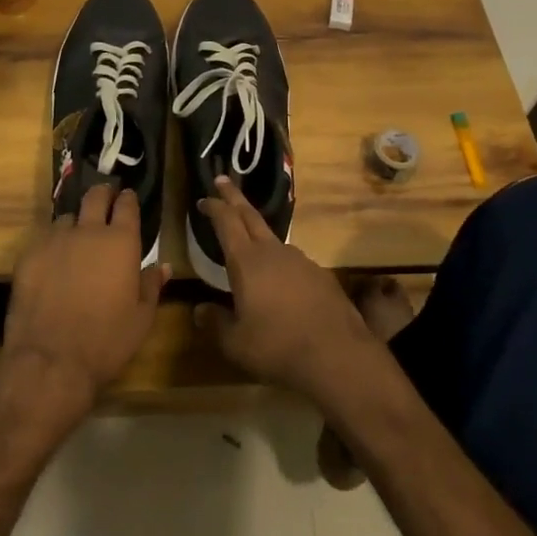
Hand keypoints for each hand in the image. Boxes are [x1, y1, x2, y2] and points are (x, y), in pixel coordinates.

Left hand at [0, 183, 168, 442]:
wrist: (50, 361)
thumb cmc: (106, 341)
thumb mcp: (141, 319)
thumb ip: (152, 286)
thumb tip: (162, 266)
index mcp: (121, 242)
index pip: (127, 206)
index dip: (128, 199)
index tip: (128, 197)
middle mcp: (88, 231)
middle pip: (95, 197)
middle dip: (102, 194)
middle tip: (105, 199)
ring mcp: (55, 240)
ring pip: (66, 218)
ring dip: (75, 223)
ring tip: (76, 238)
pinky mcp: (29, 255)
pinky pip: (44, 238)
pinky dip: (52, 244)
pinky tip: (53, 261)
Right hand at [193, 177, 380, 406]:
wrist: (337, 354)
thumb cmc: (278, 346)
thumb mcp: (236, 343)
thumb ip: (215, 323)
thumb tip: (199, 310)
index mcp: (247, 262)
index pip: (227, 222)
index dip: (214, 207)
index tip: (204, 198)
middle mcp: (273, 252)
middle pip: (250, 215)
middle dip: (234, 197)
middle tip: (222, 180)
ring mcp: (300, 260)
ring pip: (273, 238)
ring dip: (257, 232)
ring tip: (248, 241)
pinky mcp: (319, 274)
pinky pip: (292, 260)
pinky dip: (279, 260)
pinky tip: (280, 281)